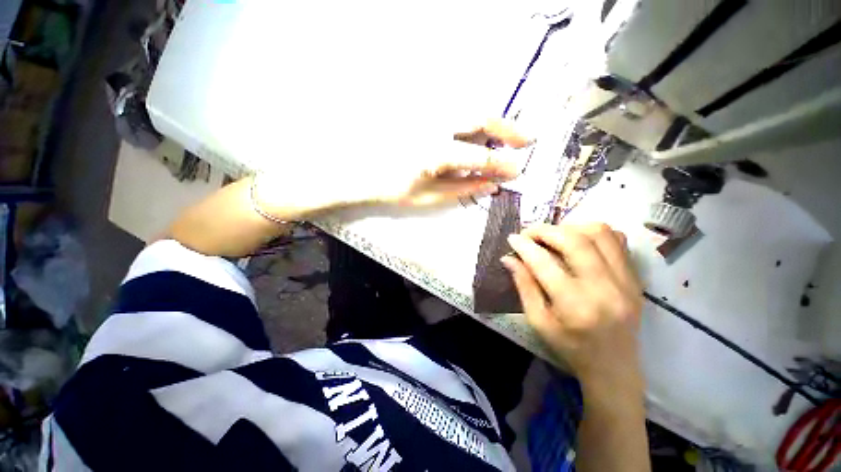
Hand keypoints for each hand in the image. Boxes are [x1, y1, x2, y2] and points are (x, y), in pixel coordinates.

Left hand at [254, 119, 529, 218]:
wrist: (354, 170)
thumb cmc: (388, 188)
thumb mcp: (426, 196)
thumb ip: (461, 188)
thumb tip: (491, 184)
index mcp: (434, 153)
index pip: (479, 156)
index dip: (502, 163)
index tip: (518, 170)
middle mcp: (433, 125)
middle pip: (479, 117)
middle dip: (507, 128)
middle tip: (525, 139)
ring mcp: (425, 113)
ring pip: (468, 109)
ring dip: (491, 122)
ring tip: (504, 137)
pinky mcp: (419, 111)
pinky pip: (453, 110)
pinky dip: (471, 120)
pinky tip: (476, 133)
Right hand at [501, 223, 643, 394]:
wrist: (614, 367)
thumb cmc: (570, 348)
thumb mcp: (538, 321)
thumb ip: (523, 285)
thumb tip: (508, 258)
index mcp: (575, 305)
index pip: (544, 263)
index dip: (525, 246)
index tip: (512, 238)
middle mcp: (605, 288)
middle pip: (574, 241)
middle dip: (545, 231)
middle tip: (529, 234)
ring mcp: (626, 281)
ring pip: (599, 233)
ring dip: (570, 228)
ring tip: (553, 236)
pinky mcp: (635, 278)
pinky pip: (618, 240)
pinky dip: (594, 233)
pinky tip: (578, 241)